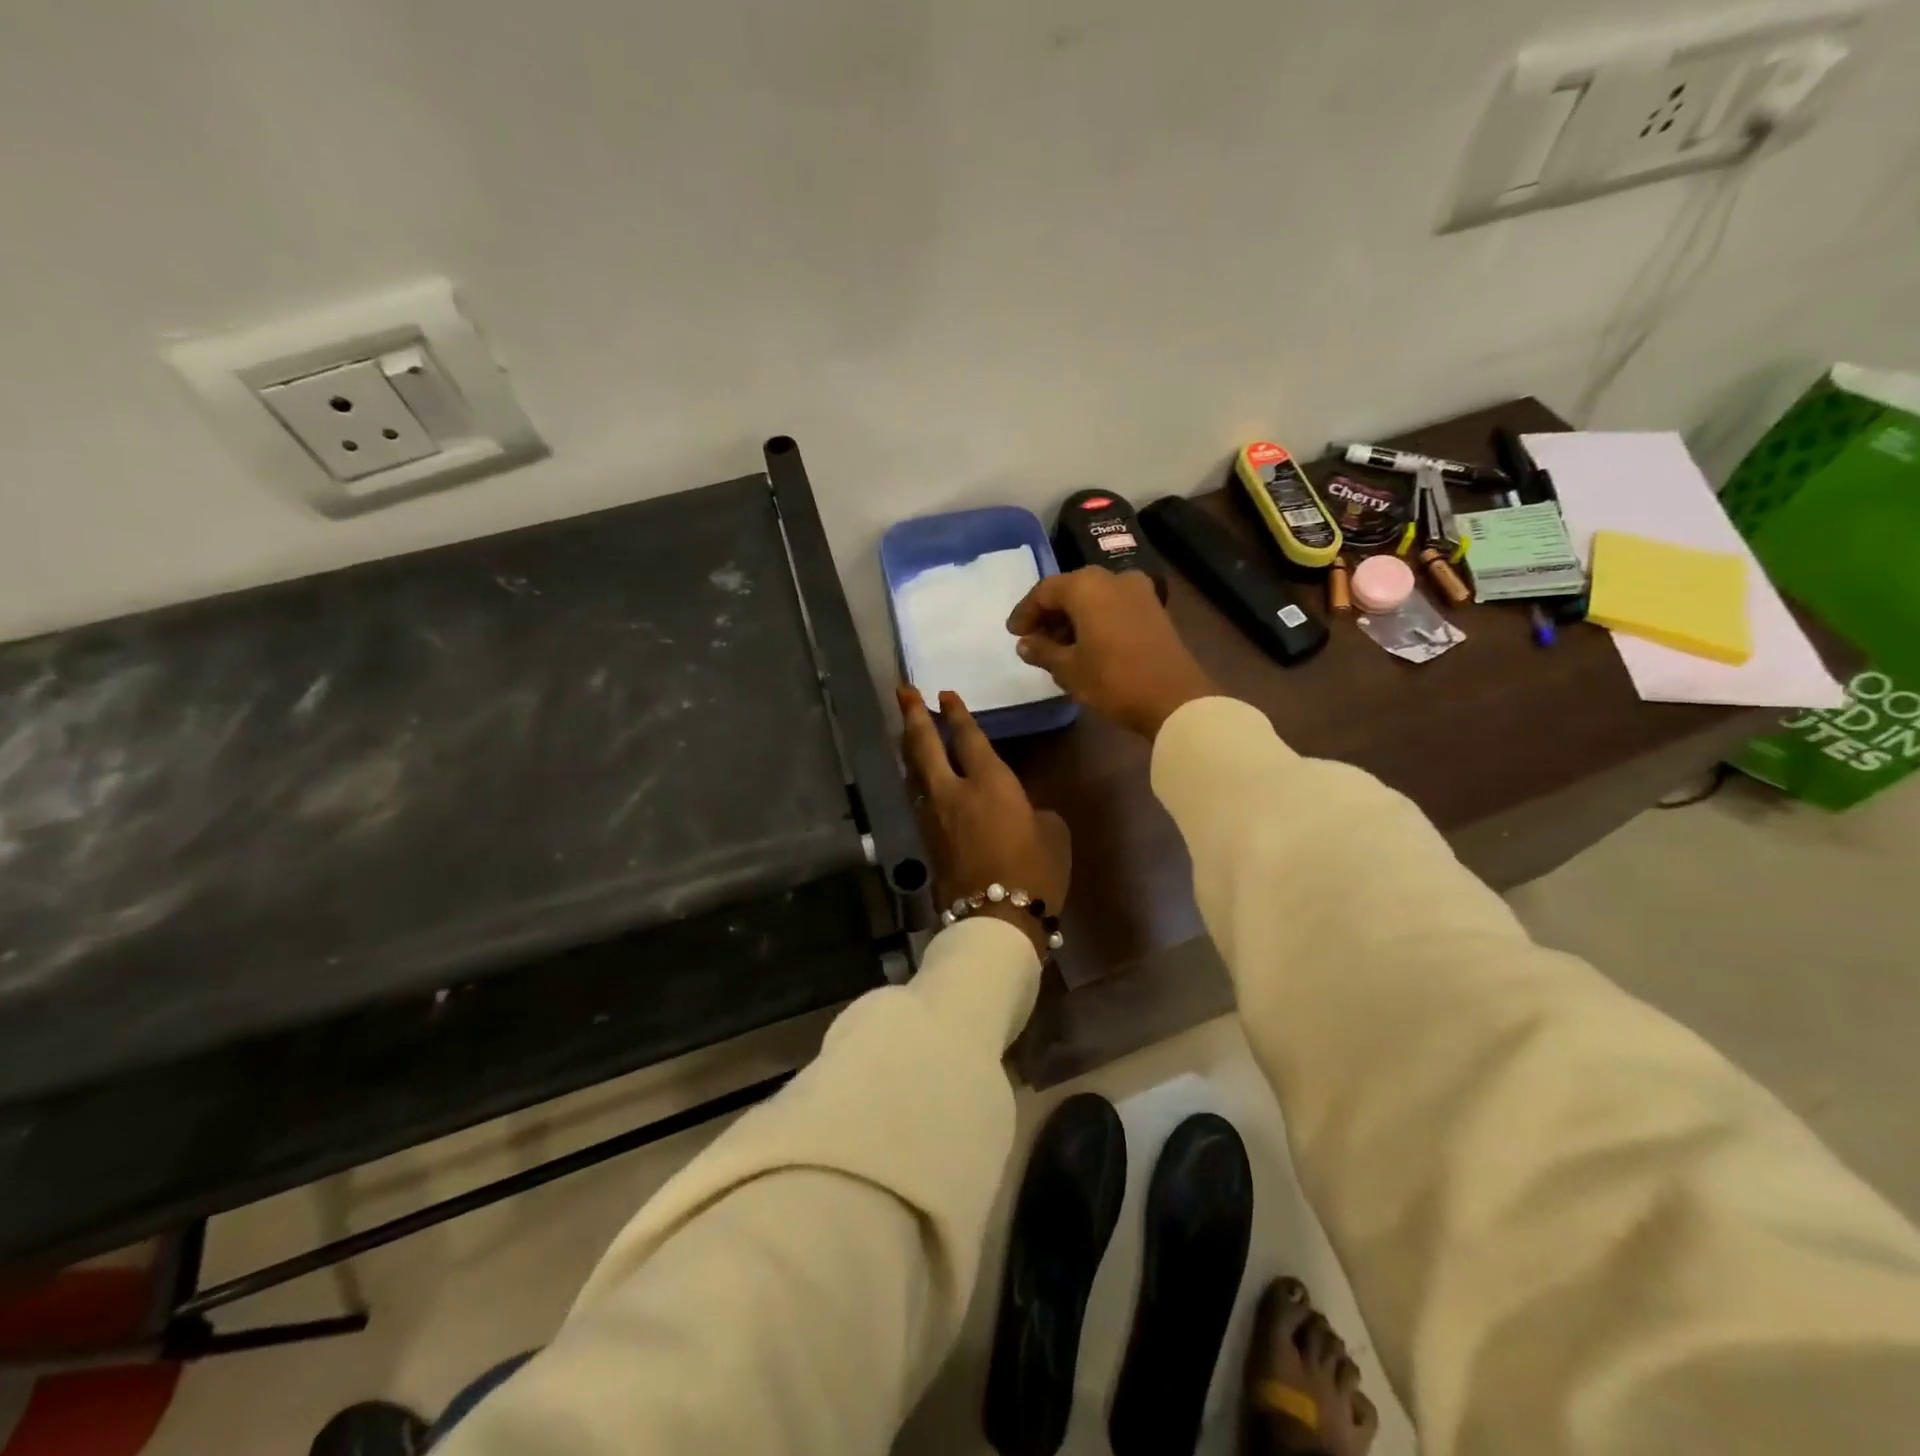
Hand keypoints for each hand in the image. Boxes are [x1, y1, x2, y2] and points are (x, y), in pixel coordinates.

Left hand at [898, 686, 1069, 953]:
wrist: (995, 921)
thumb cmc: (1034, 872)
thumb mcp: (1052, 833)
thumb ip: (1033, 811)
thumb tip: (1020, 812)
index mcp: (990, 783)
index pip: (968, 738)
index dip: (956, 713)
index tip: (944, 694)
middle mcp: (954, 792)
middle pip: (925, 746)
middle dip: (913, 716)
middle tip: (903, 692)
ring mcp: (934, 817)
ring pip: (915, 772)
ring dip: (910, 748)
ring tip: (907, 730)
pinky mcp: (927, 841)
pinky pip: (918, 798)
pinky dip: (917, 779)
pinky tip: (919, 778)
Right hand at [1006, 568, 1217, 738]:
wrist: (1174, 699)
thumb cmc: (1113, 680)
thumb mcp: (1069, 669)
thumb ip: (1042, 651)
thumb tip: (1025, 643)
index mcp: (1087, 586)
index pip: (1045, 591)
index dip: (1025, 612)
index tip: (1014, 634)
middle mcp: (1112, 579)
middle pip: (1070, 590)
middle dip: (1049, 614)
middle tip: (1033, 639)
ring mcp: (1138, 592)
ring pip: (1093, 598)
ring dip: (1072, 618)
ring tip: (1057, 648)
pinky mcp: (1153, 609)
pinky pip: (1113, 606)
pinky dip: (1094, 620)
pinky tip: (1085, 646)